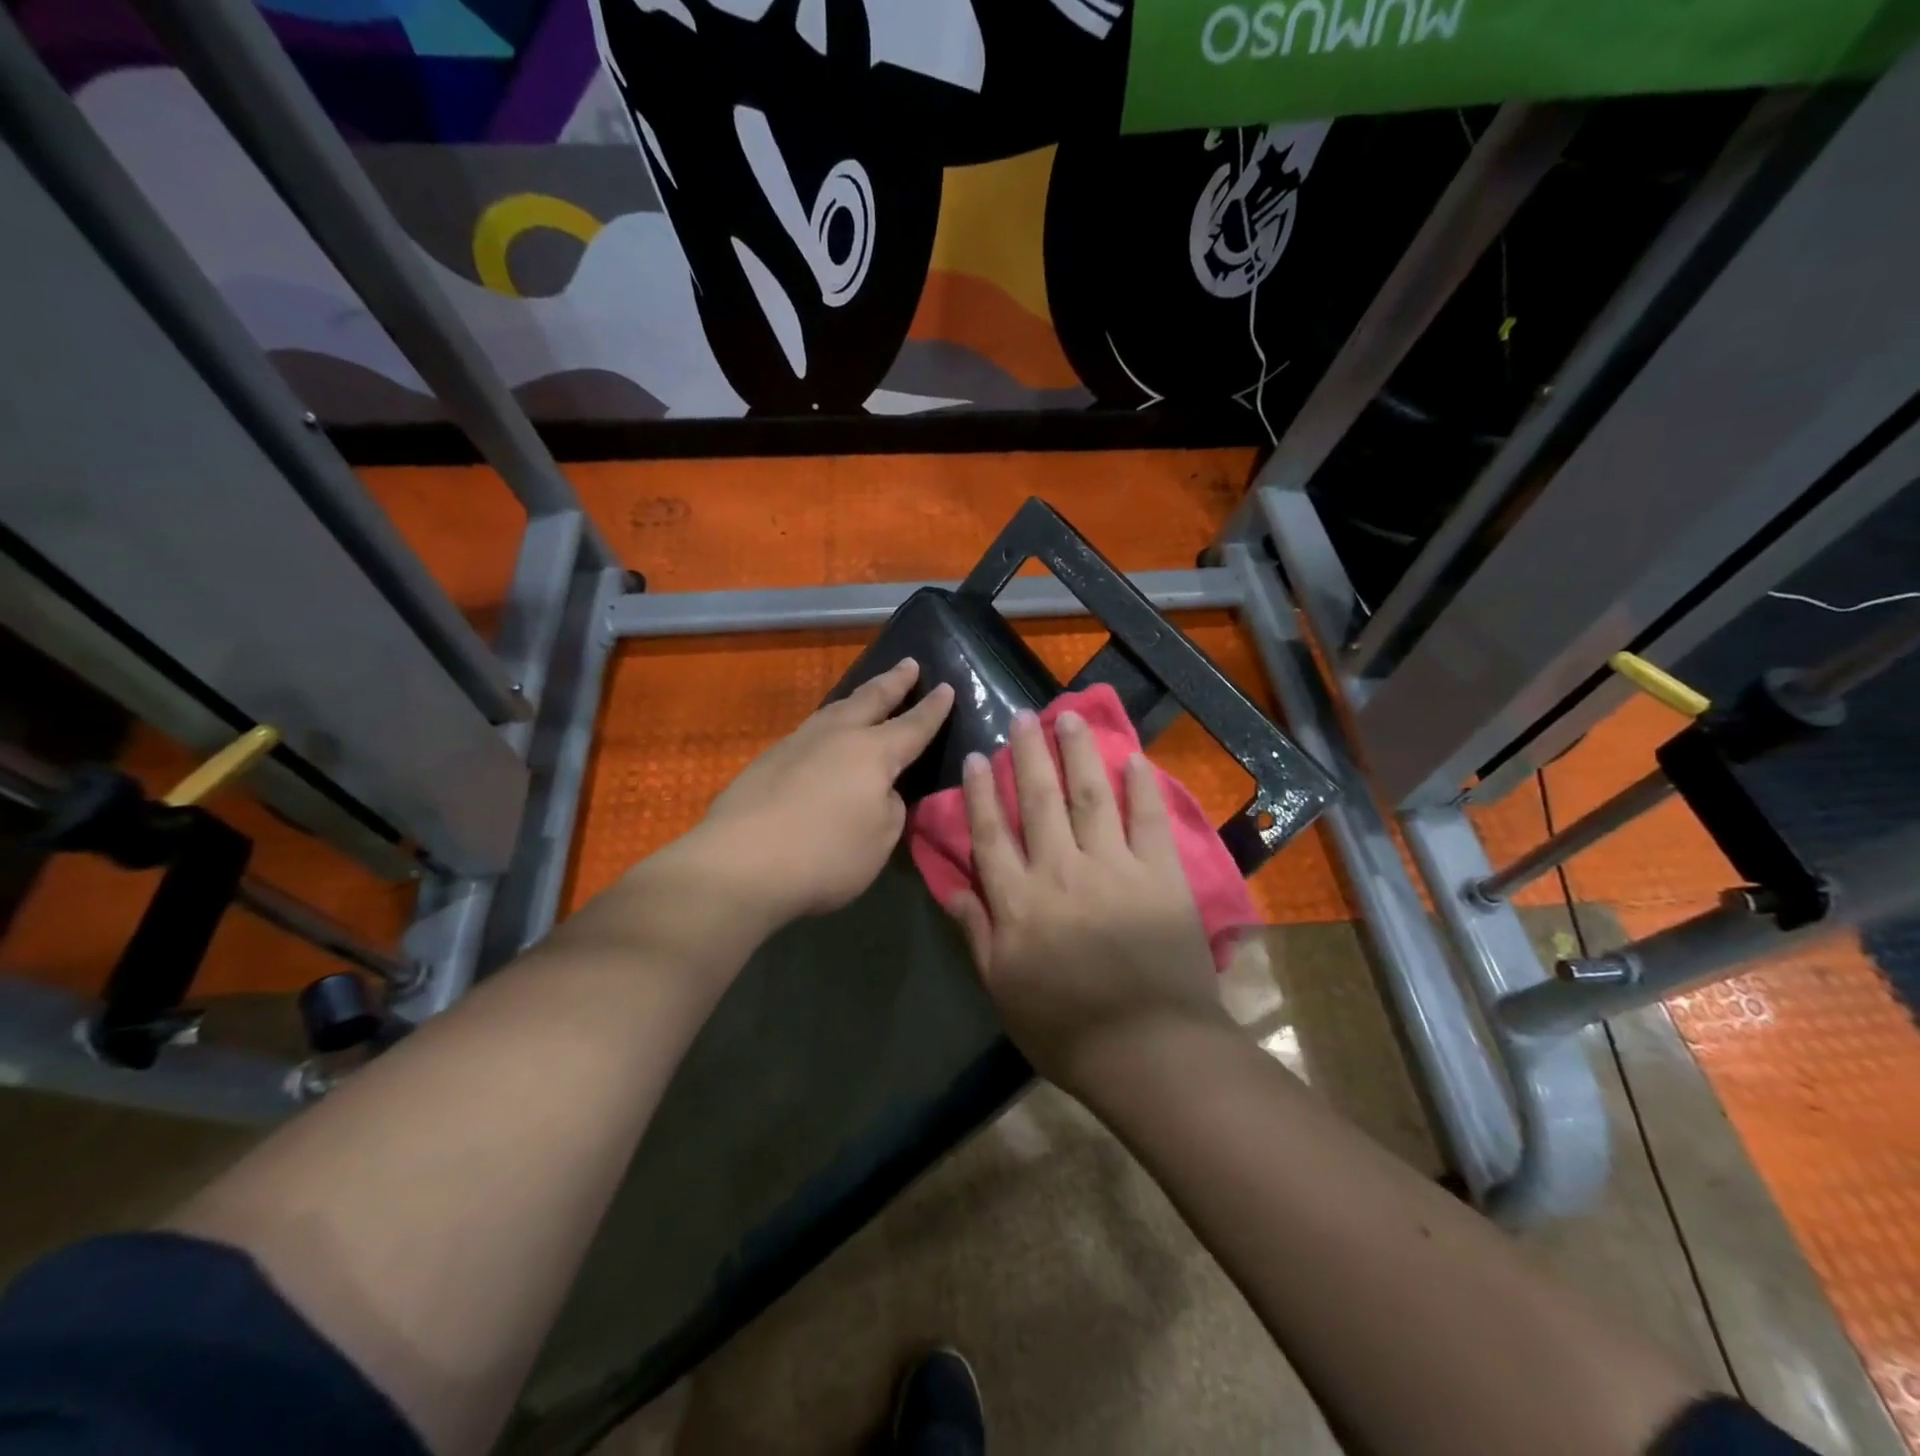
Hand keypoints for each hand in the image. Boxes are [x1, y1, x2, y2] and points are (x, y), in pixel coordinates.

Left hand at [694, 658, 954, 923]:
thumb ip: (889, 807)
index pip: (913, 725)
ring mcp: (798, 744)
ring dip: (857, 698)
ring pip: (835, 709)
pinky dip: (828, 724)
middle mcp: (837, 736)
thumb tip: (879, 790)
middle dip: (894, 682)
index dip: (933, 709)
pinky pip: (811, 731)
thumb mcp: (881, 839)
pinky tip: (825, 737)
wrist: (741, 863)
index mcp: (874, 753)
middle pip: (871, 700)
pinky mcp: (768, 760)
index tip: (947, 687)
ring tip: (867, 692)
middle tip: (909, 663)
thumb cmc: (826, 854)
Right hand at [944, 708, 1228, 1092]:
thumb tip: (949, 886)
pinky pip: (1149, 819)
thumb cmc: (1066, 1029)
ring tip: (1070, 717)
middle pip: (1039, 800)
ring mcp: (1113, 867)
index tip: (979, 755)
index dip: (982, 791)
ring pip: (1089, 795)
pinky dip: (1142, 786)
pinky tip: (1134, 757)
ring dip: (1078, 752)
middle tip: (1023, 715)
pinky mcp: (1159, 874)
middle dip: (1029, 754)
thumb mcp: (1002, 988)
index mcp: (1019, 900)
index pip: (992, 832)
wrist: (1149, 1050)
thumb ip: (976, 932)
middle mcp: (1060, 870)